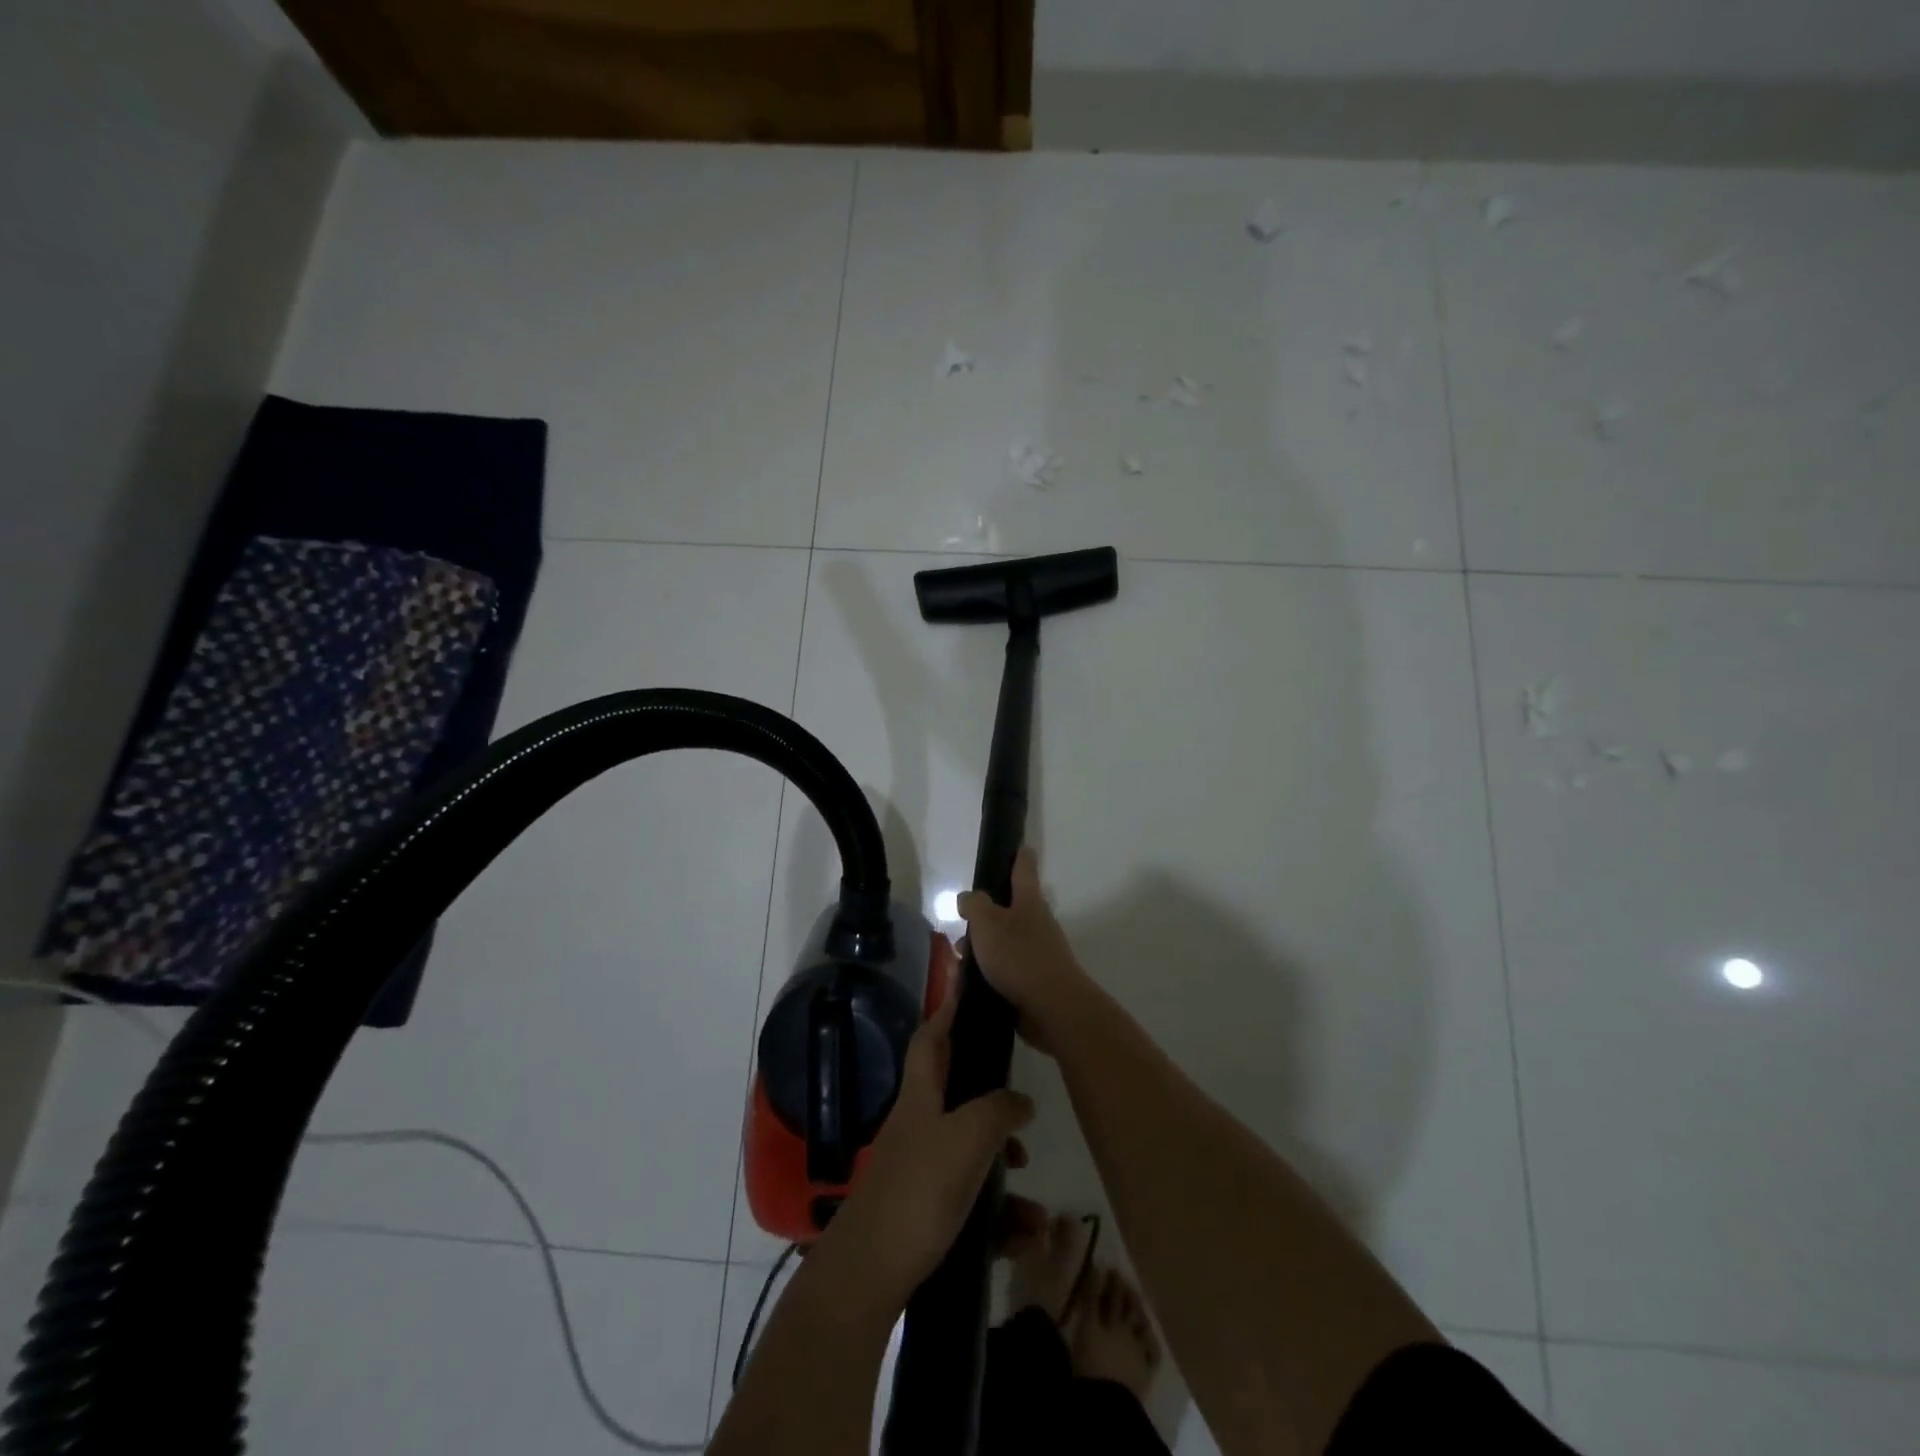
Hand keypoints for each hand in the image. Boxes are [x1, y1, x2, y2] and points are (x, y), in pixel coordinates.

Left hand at [817, 978, 1034, 1311]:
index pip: (931, 1038)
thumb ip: (999, 1111)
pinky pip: (972, 1205)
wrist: (868, 1275)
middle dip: (995, 1105)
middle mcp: (918, 1126)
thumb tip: (1022, 1101)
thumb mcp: (967, 1139)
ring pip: (972, 1158)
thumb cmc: (918, 1191)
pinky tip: (1025, 1241)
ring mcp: (920, 1172)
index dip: (947, 1012)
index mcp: (920, 1096)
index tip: (967, 991)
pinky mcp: (925, 1214)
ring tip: (1037, 1211)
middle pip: (958, 1097)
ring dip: (1006, 1178)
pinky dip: (1000, 1219)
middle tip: (1024, 1114)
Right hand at [958, 847, 1087, 1049]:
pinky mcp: (1033, 982)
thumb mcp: (988, 923)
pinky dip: (987, 972)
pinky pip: (1005, 970)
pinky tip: (969, 983)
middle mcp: (1037, 924)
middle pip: (1010, 910)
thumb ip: (975, 905)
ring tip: (958, 960)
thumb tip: (969, 899)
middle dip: (985, 915)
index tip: (1019, 845)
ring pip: (1004, 942)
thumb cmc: (1019, 957)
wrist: (1053, 1008)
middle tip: (962, 922)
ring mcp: (1037, 954)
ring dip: (982, 948)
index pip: (1024, 869)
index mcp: (1029, 902)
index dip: (1019, 855)